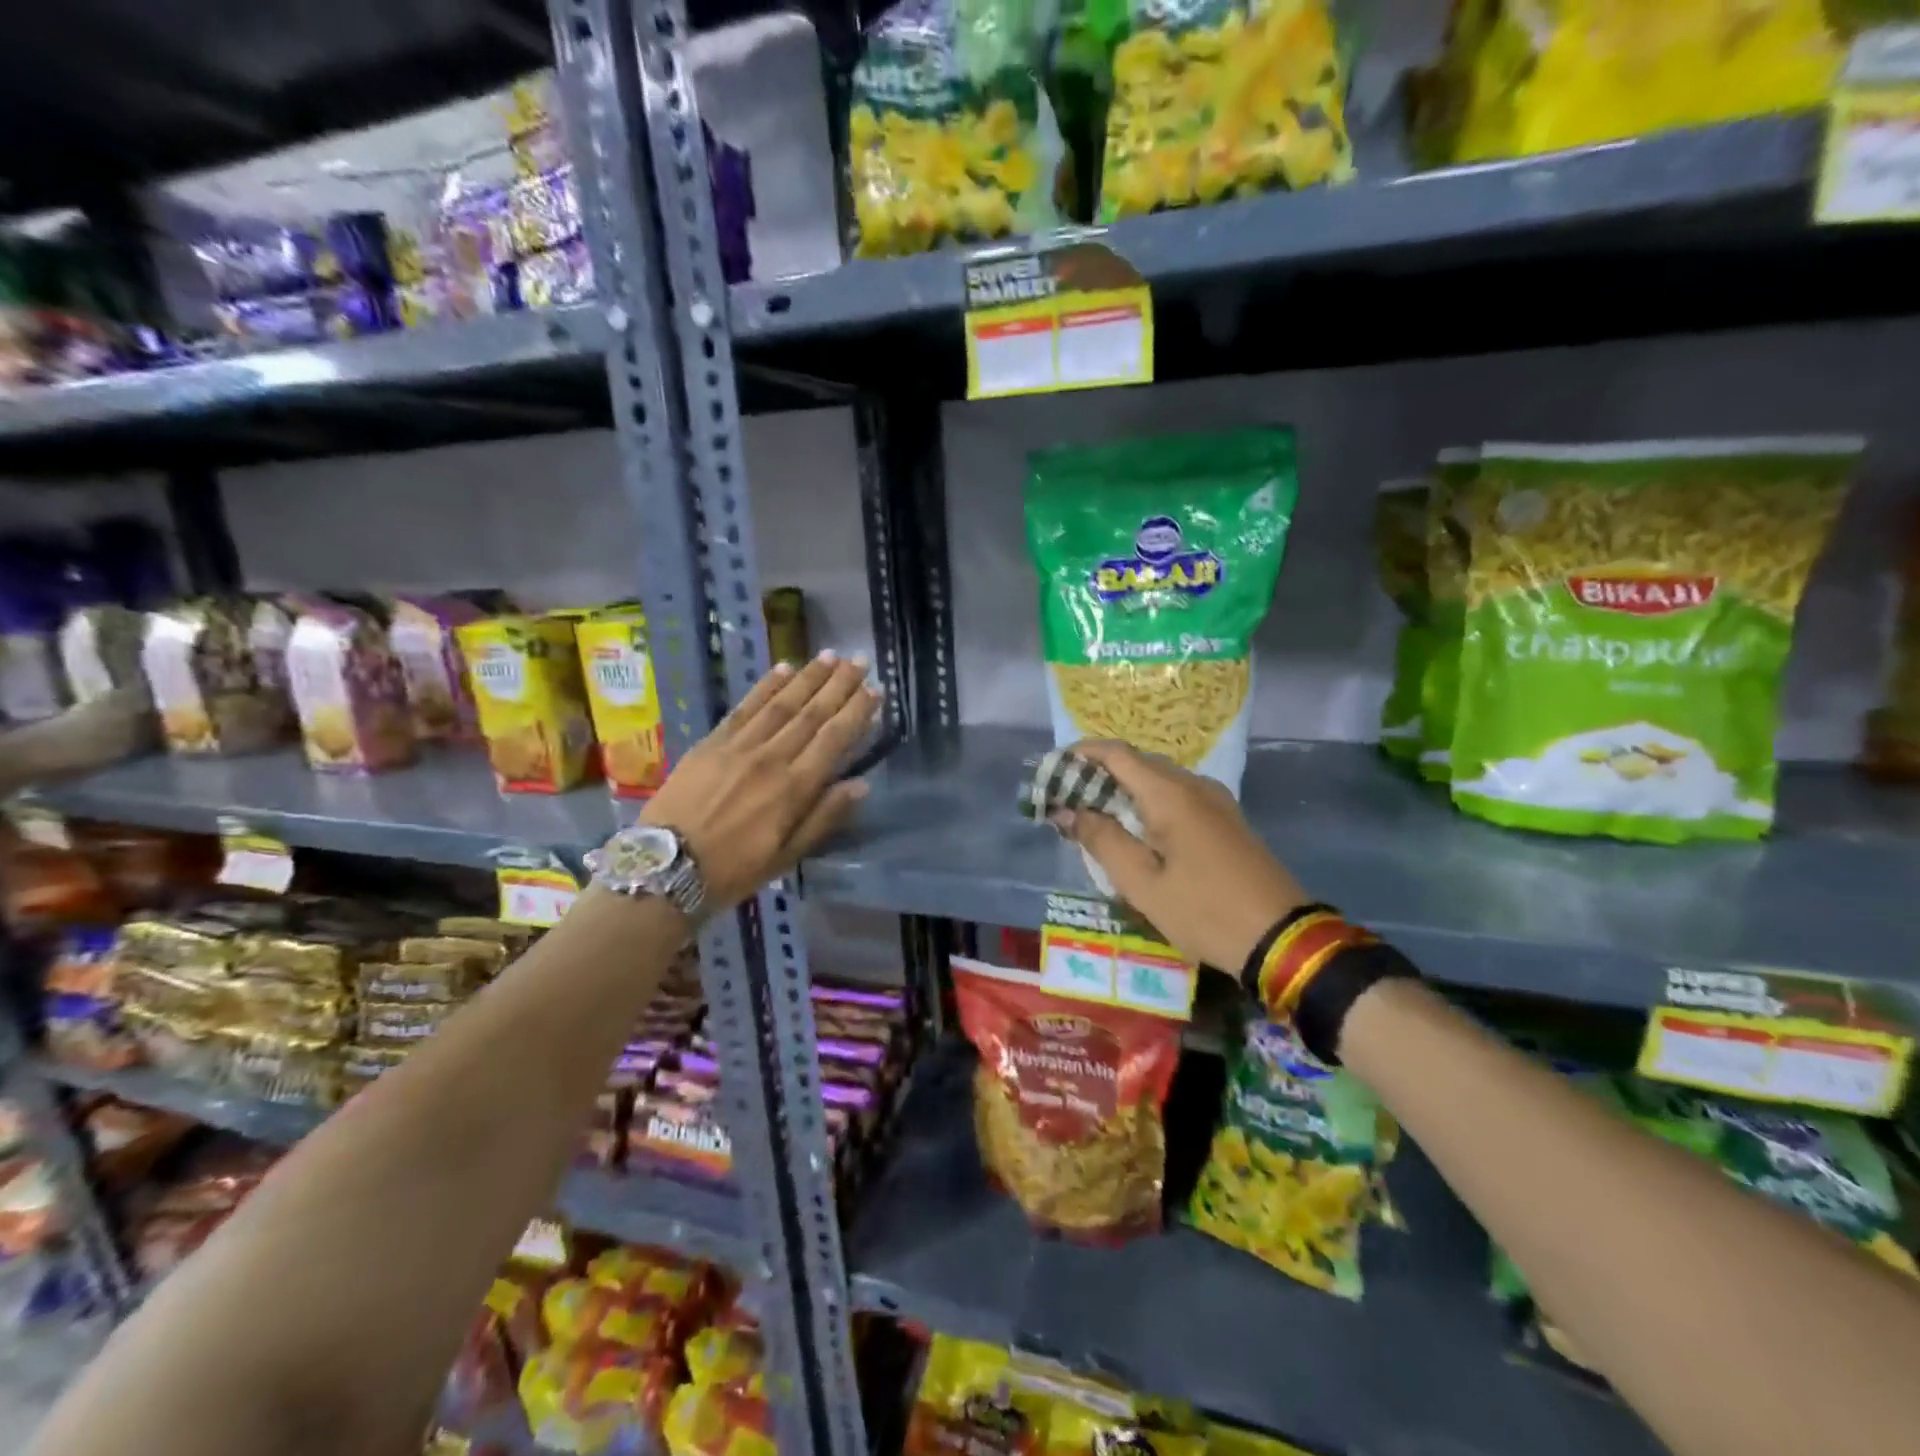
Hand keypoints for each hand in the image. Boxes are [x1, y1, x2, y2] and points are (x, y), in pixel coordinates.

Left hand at [639, 652, 878, 911]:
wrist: (666, 868)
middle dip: (838, 685)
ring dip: (808, 678)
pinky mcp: (712, 742)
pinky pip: (745, 707)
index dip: (857, 712)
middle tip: (859, 660)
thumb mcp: (787, 856)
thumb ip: (824, 817)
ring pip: (782, 704)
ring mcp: (739, 747)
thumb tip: (860, 784)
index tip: (875, 689)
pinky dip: (766, 686)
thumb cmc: (733, 870)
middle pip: (811, 714)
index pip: (834, 740)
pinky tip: (783, 669)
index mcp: (794, 789)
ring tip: (830, 656)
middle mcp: (771, 759)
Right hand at [1051, 740, 1308, 971]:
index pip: (1116, 753)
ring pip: (1158, 778)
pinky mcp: (1226, 819)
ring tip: (1093, 814)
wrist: (1281, 938)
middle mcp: (1194, 785)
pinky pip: (1177, 795)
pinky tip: (1135, 828)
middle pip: (1137, 762)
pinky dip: (1147, 801)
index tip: (1051, 770)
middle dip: (1098, 773)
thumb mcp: (1141, 883)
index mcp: (1170, 794)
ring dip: (1123, 788)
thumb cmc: (1203, 911)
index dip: (1080, 755)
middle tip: (1066, 799)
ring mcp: (1215, 800)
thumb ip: (1101, 840)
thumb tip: (1067, 810)